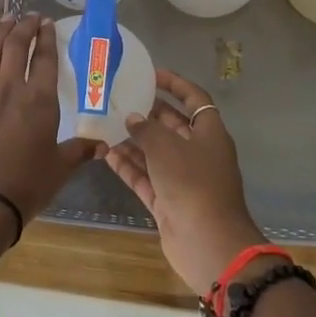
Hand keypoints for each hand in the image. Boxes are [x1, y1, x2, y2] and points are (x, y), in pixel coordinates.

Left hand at [0, 14, 95, 234]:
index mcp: (39, 102)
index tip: (47, 23)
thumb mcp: (59, 169)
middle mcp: (9, 92)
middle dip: (23, 28)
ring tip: (6, 20)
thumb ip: (79, 151)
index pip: (44, 60)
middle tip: (28, 15)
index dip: (46, 39)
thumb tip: (102, 145)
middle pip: (14, 49)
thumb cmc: (26, 186)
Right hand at [104, 69, 262, 293]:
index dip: (175, 84)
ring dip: (133, 141)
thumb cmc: (193, 184)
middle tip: (119, 100)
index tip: (151, 74)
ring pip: (156, 153)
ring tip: (105, 124)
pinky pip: (146, 177)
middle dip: (148, 113)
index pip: (195, 99)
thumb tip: (134, 119)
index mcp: (210, 134)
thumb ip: (147, 129)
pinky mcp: (168, 202)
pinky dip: (129, 166)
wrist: (208, 242)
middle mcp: (198, 153)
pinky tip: (106, 153)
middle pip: (172, 126)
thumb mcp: (167, 148)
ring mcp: (183, 179)